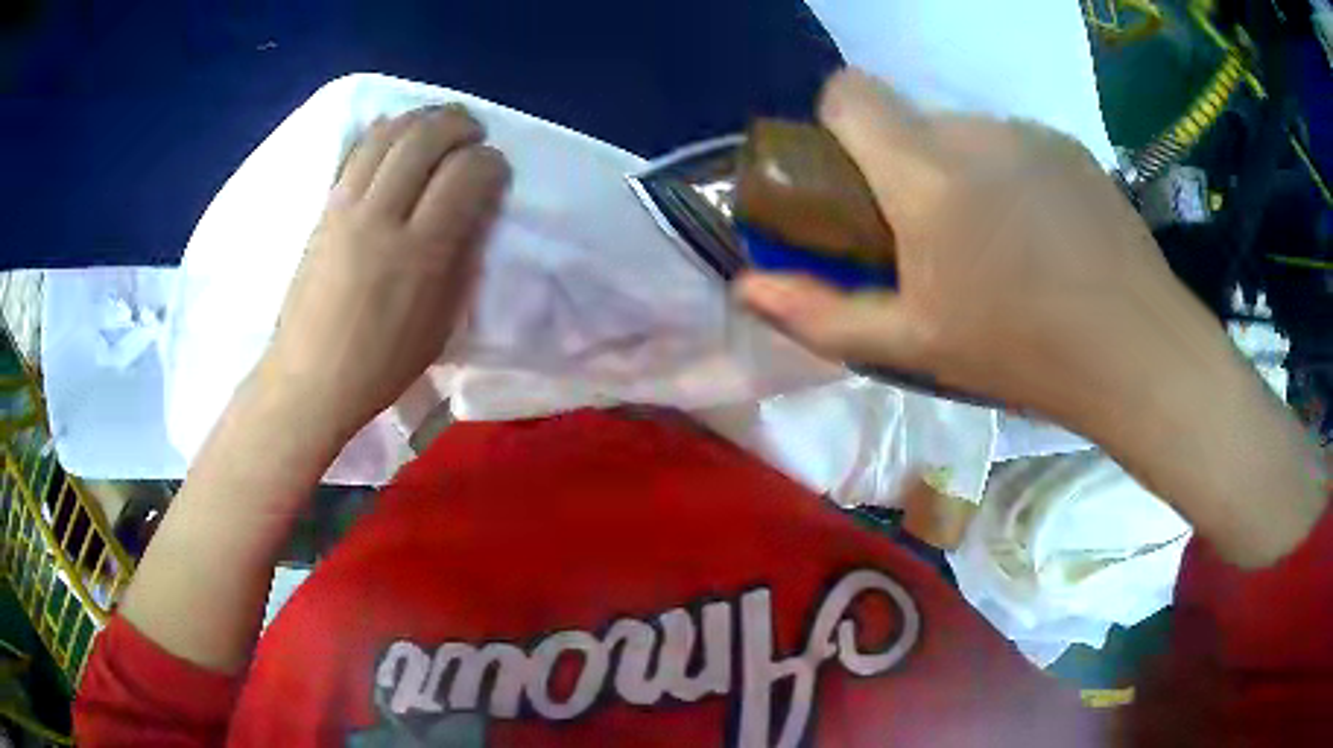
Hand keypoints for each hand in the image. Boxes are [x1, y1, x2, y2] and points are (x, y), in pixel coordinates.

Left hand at [258, 105, 510, 442]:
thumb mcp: (441, 323)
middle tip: (474, 134)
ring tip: (439, 125)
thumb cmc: (381, 365)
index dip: (490, 162)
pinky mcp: (324, 209)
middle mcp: (381, 218)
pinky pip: (356, 151)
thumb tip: (476, 209)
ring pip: (387, 134)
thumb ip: (462, 259)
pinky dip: (383, 131)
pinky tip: (397, 134)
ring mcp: (346, 208)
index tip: (497, 170)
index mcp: (419, 254)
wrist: (309, 379)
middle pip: (425, 139)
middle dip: (459, 124)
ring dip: (421, 118)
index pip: (465, 176)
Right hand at [736, 70, 1219, 432]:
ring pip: (965, 132)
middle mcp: (972, 130)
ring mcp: (1028, 131)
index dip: (839, 124)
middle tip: (935, 237)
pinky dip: (1011, 176)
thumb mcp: (913, 343)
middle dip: (904, 164)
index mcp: (924, 171)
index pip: (850, 92)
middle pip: (909, 118)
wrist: (1133, 348)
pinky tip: (1044, 236)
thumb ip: (821, 313)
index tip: (857, 180)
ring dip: (961, 172)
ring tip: (999, 244)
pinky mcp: (1068, 144)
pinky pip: (1015, 144)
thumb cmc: (1019, 350)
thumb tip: (745, 288)